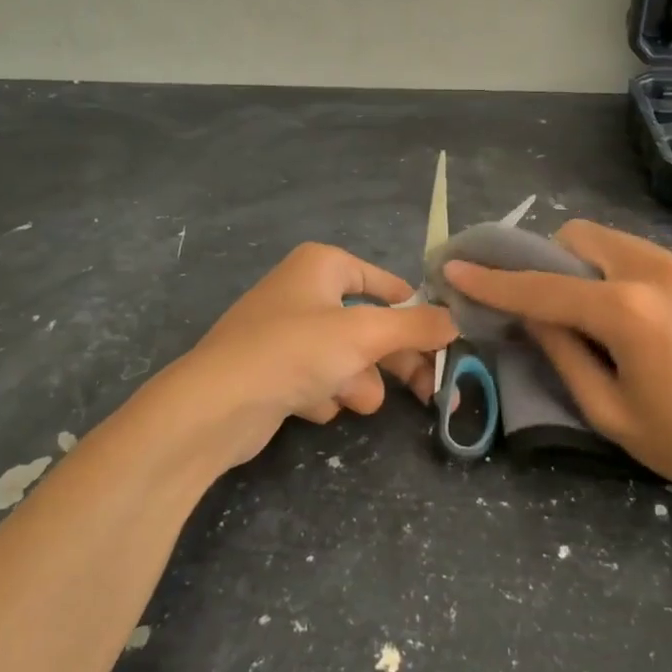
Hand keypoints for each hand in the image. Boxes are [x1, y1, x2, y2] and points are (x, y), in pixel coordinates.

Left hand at [167, 243, 458, 469]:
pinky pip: (317, 380)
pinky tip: (303, 403)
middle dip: (393, 360)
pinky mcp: (274, 372)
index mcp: (322, 266)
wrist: (216, 406)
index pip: (385, 283)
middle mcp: (304, 292)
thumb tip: (456, 320)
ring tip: (341, 396)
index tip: (445, 341)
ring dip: (353, 382)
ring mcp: (286, 334)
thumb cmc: (294, 351)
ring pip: (346, 359)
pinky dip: (320, 395)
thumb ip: (417, 326)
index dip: (415, 311)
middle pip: (370, 326)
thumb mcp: (365, 333)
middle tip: (430, 391)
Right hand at [442, 221, 671, 518]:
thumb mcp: (612, 413)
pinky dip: (627, 275)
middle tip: (545, 299)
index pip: (541, 286)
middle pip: (580, 235)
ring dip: (589, 264)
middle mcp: (657, 271)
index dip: (492, 279)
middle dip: (548, 258)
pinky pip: (653, 259)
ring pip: (618, 242)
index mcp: (626, 310)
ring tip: (596, 312)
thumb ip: (564, 355)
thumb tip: (532, 316)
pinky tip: (646, 321)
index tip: (456, 266)